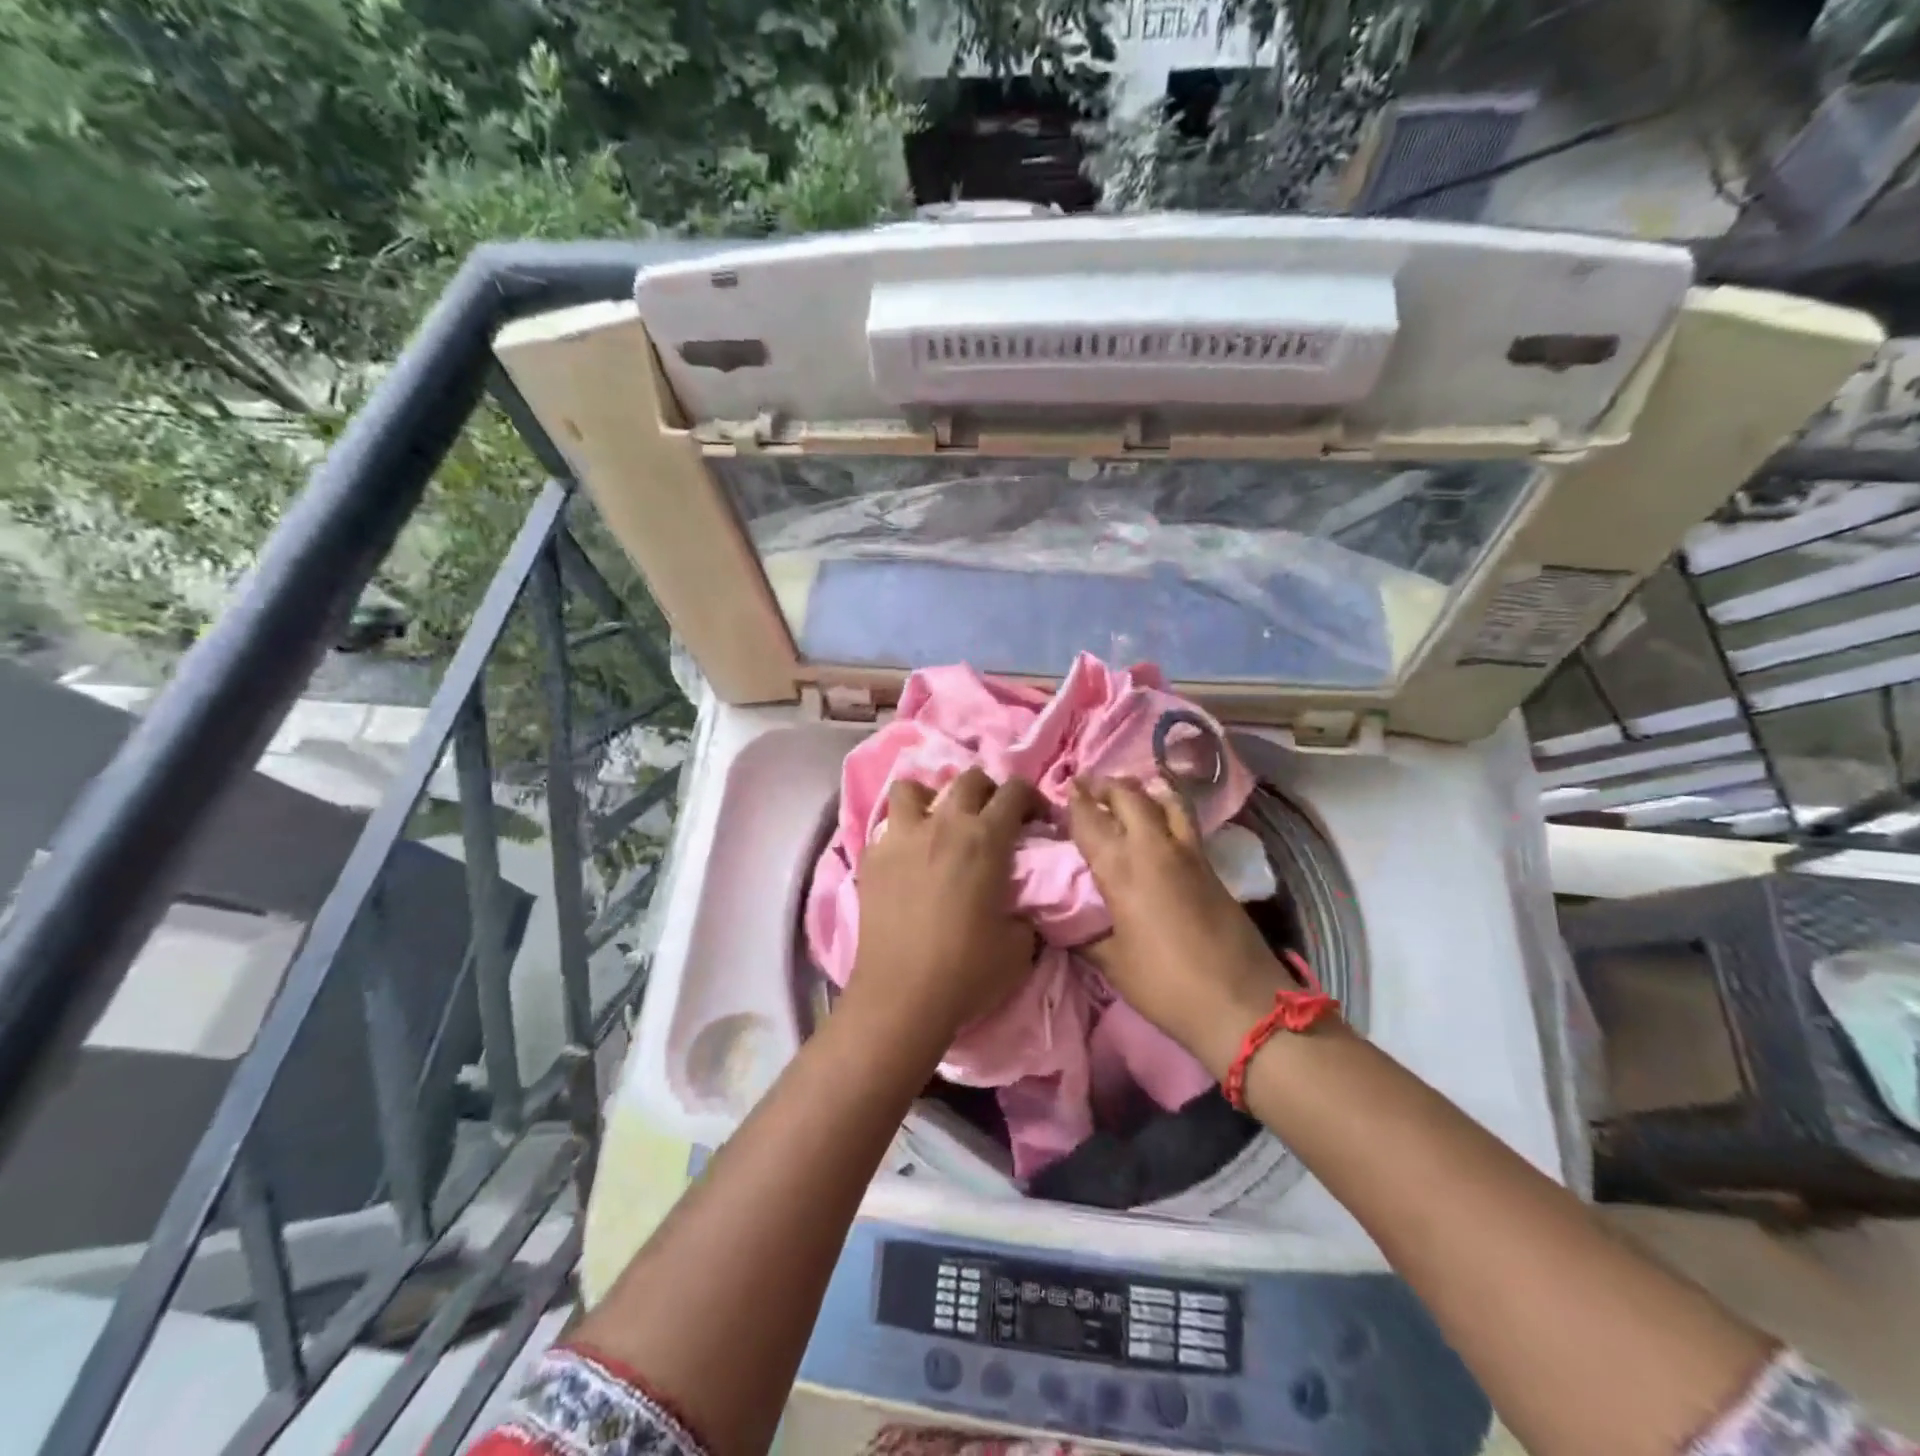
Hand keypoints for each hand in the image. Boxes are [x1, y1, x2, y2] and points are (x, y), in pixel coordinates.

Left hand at [842, 767, 1041, 1050]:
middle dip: (987, 791)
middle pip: (968, 779)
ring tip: (938, 823)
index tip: (1037, 820)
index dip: (1032, 798)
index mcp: (985, 839)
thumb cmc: (968, 971)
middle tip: (992, 819)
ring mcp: (901, 837)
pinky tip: (908, 858)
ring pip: (913, 787)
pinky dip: (902, 832)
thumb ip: (1024, 909)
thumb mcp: (1020, 944)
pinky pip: (887, 825)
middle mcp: (943, 824)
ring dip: (932, 797)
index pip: (1015, 792)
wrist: (902, 997)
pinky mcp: (872, 857)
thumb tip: (1018, 902)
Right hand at [1067, 776, 1297, 1077]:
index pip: (1091, 819)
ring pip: (1164, 800)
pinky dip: (1166, 807)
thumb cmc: (1165, 984)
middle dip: (1106, 785)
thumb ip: (1085, 935)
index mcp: (1121, 868)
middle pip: (1129, 796)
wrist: (1240, 1001)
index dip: (1075, 801)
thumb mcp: (1112, 963)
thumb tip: (1062, 922)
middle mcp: (1154, 848)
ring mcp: (1188, 853)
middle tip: (1089, 786)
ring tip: (1127, 792)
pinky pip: (1184, 820)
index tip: (1065, 788)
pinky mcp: (1211, 865)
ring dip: (1141, 789)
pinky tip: (1159, 818)